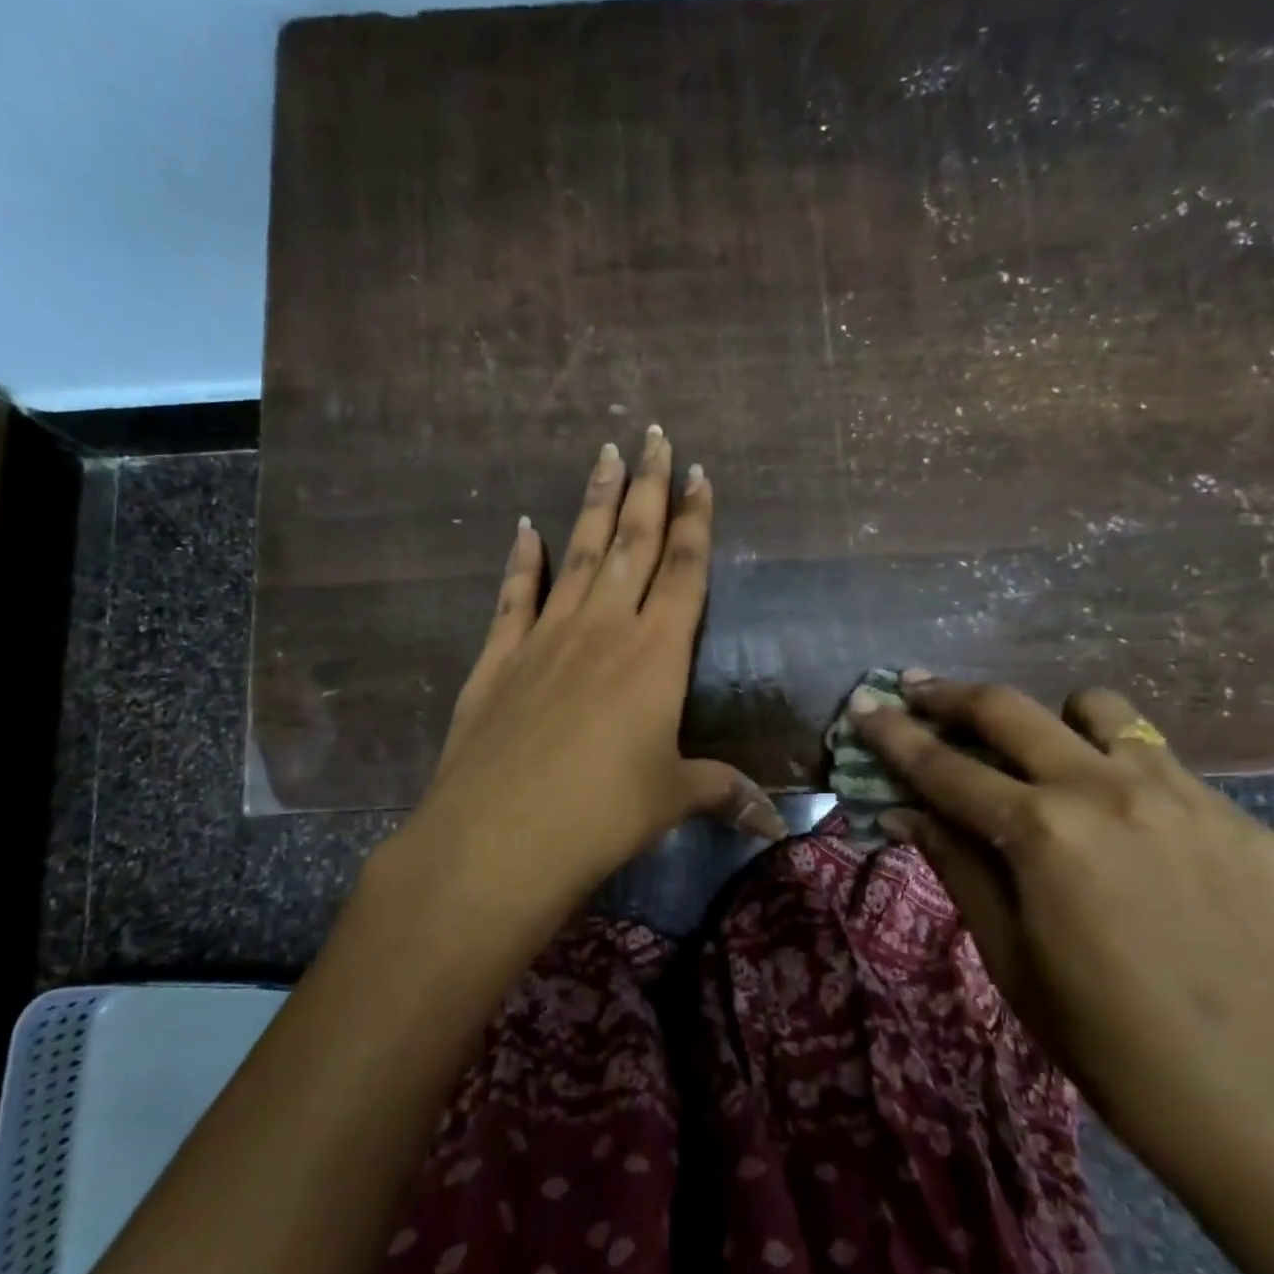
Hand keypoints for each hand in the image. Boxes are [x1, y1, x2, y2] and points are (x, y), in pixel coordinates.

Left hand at [368, 429, 783, 966]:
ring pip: (578, 553)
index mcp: (655, 654)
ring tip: (605, 454)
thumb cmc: (601, 816)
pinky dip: (521, 560)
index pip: (684, 570)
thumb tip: (774, 822)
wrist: (498, 838)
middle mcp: (603, 628)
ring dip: (595, 504)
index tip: (700, 474)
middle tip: (653, 435)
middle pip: (633, 542)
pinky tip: (525, 527)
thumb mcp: (672, 799)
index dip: (695, 521)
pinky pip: (514, 595)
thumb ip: (723, 793)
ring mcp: (545, 637)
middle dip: (648, 486)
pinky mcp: (498, 657)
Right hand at [848, 676, 1273, 1207]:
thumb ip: (955, 865)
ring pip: (1098, 710)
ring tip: (1045, 760)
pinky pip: (1163, 765)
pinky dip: (1121, 775)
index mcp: (1044, 833)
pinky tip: (1129, 832)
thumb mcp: (1009, 957)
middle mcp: (1108, 791)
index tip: (863, 704)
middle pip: (1010, 709)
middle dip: (951, 695)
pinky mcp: (1241, 819)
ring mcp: (1185, 796)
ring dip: (1052, 722)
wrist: (1272, 1111)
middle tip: (918, 691)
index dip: (893, 734)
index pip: (943, 766)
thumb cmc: (1108, 1042)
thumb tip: (900, 812)